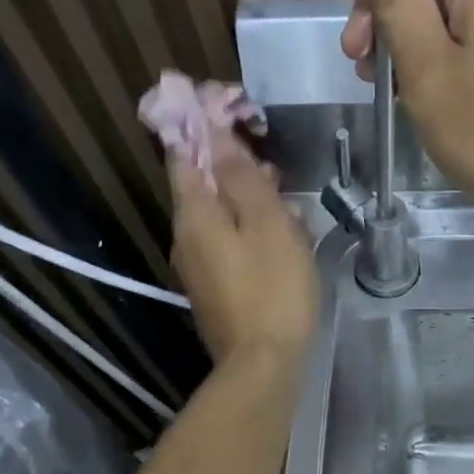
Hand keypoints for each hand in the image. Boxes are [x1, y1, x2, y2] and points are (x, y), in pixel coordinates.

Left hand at [169, 133, 316, 366]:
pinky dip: (251, 232)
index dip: (202, 125)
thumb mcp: (268, 224)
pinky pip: (228, 244)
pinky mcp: (215, 290)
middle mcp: (186, 237)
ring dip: (249, 202)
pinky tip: (282, 242)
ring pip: (220, 216)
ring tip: (289, 206)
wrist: (262, 365)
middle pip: (203, 185)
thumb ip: (242, 177)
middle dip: (234, 166)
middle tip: (273, 165)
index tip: (231, 108)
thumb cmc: (272, 289)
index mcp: (194, 214)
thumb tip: (216, 133)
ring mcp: (198, 267)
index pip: (184, 152)